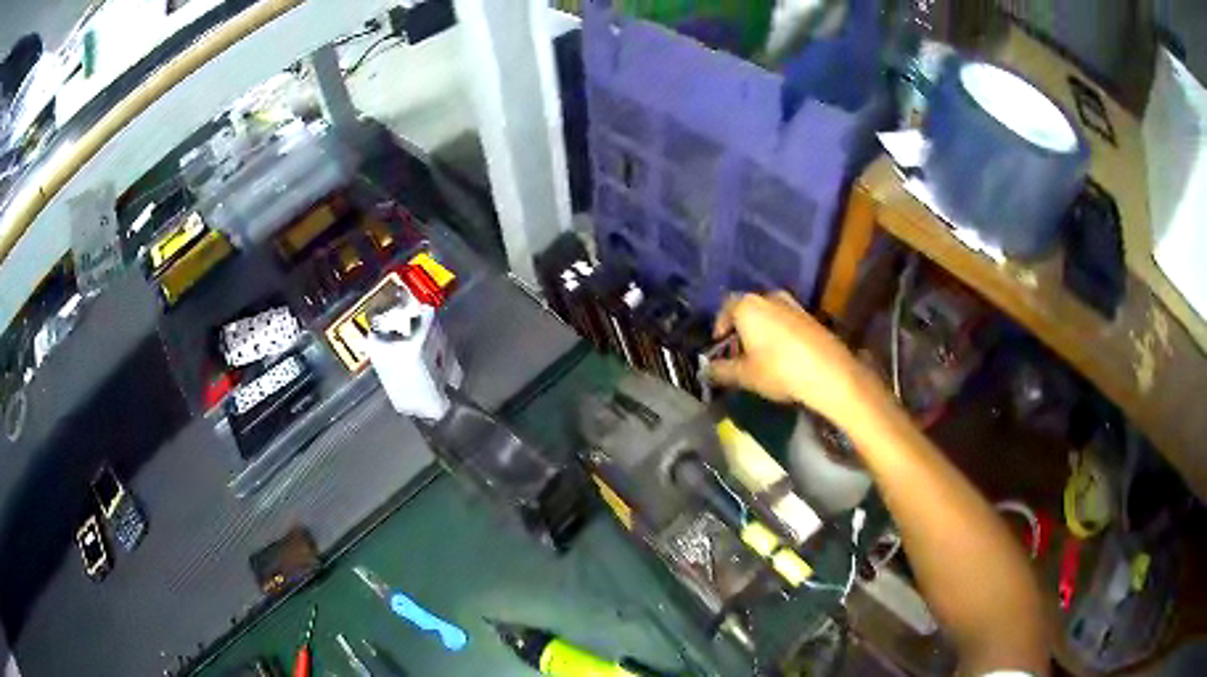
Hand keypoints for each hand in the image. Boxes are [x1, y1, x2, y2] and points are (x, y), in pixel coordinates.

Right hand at [708, 292, 874, 424]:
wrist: (829, 372)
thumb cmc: (778, 370)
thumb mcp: (745, 375)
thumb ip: (721, 370)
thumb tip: (705, 370)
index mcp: (748, 305)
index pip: (725, 308)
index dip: (720, 328)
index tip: (720, 348)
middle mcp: (769, 297)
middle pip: (748, 310)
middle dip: (741, 330)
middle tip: (739, 355)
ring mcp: (793, 304)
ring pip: (769, 315)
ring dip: (761, 332)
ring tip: (761, 358)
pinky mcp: (811, 316)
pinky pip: (786, 321)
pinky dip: (780, 334)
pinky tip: (783, 357)